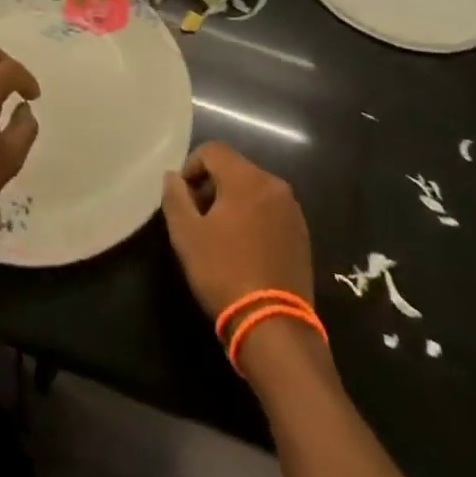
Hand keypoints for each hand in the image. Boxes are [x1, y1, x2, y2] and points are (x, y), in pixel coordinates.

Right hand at [161, 142, 313, 319]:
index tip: (182, 196)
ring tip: (220, 234)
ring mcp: (292, 209)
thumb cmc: (224, 273)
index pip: (212, 150)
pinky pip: (270, 210)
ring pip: (254, 189)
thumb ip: (175, 197)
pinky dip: (254, 217)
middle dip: (212, 185)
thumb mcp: (187, 235)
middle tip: (198, 217)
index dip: (191, 166)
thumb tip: (173, 177)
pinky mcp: (302, 233)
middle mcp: (273, 184)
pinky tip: (244, 248)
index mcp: (246, 178)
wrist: (273, 326)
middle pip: (235, 168)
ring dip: (233, 201)